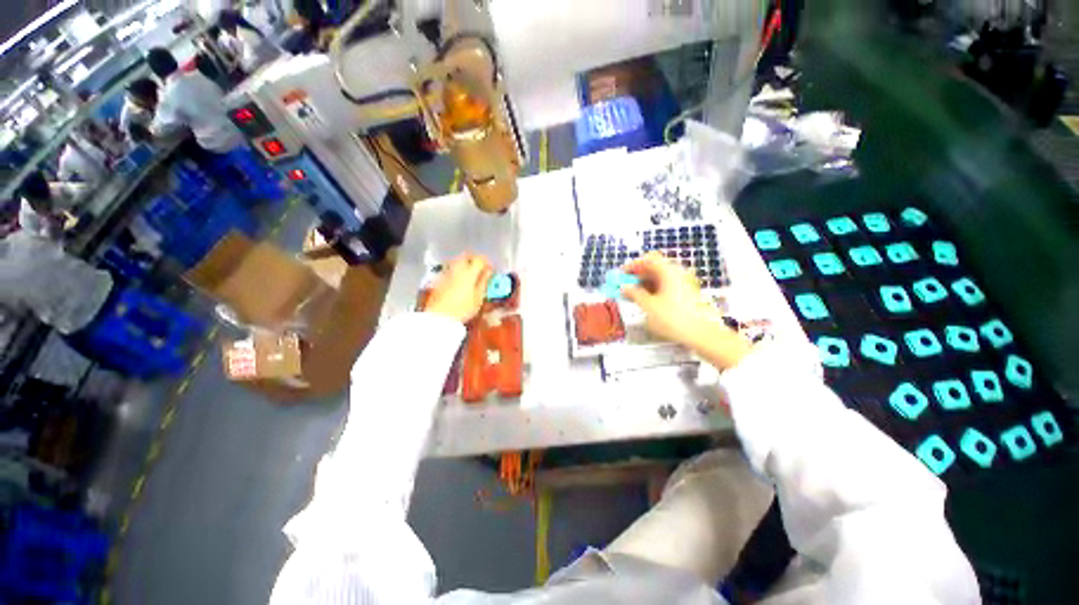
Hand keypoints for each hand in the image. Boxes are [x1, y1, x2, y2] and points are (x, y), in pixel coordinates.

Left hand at [425, 253, 493, 322]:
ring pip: (457, 261)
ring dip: (465, 263)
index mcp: (469, 272)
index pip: (479, 259)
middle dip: (475, 259)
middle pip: (466, 256)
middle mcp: (457, 268)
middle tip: (481, 268)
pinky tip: (459, 281)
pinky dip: (457, 270)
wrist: (439, 316)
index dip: (487, 262)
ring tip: (470, 275)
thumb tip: (488, 272)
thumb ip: (484, 282)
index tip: (490, 269)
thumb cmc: (463, 309)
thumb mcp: (478, 298)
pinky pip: (450, 268)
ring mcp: (446, 273)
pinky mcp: (439, 279)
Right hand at [622, 252, 750, 368]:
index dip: (633, 265)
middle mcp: (677, 274)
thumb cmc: (674, 318)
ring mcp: (682, 284)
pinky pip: (665, 287)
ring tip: (632, 295)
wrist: (701, 334)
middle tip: (625, 286)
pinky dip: (653, 291)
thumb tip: (625, 288)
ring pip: (659, 278)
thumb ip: (634, 294)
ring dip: (644, 284)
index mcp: (669, 272)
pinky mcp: (684, 294)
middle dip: (637, 276)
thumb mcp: (649, 306)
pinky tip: (645, 301)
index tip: (621, 274)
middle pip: (654, 268)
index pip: (648, 259)